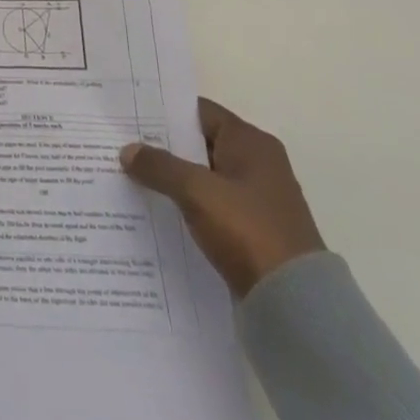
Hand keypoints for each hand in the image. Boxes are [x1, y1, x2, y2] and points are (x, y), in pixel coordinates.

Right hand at [120, 98, 325, 298]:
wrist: (295, 307)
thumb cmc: (247, 230)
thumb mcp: (196, 191)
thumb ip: (159, 166)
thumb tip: (127, 150)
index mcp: (251, 142)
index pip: (200, 112)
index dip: (165, 112)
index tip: (130, 116)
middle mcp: (259, 164)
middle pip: (201, 143)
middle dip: (164, 147)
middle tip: (123, 145)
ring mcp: (258, 200)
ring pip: (204, 177)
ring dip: (174, 178)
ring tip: (132, 177)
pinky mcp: (255, 231)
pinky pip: (212, 206)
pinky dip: (188, 205)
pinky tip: (158, 211)